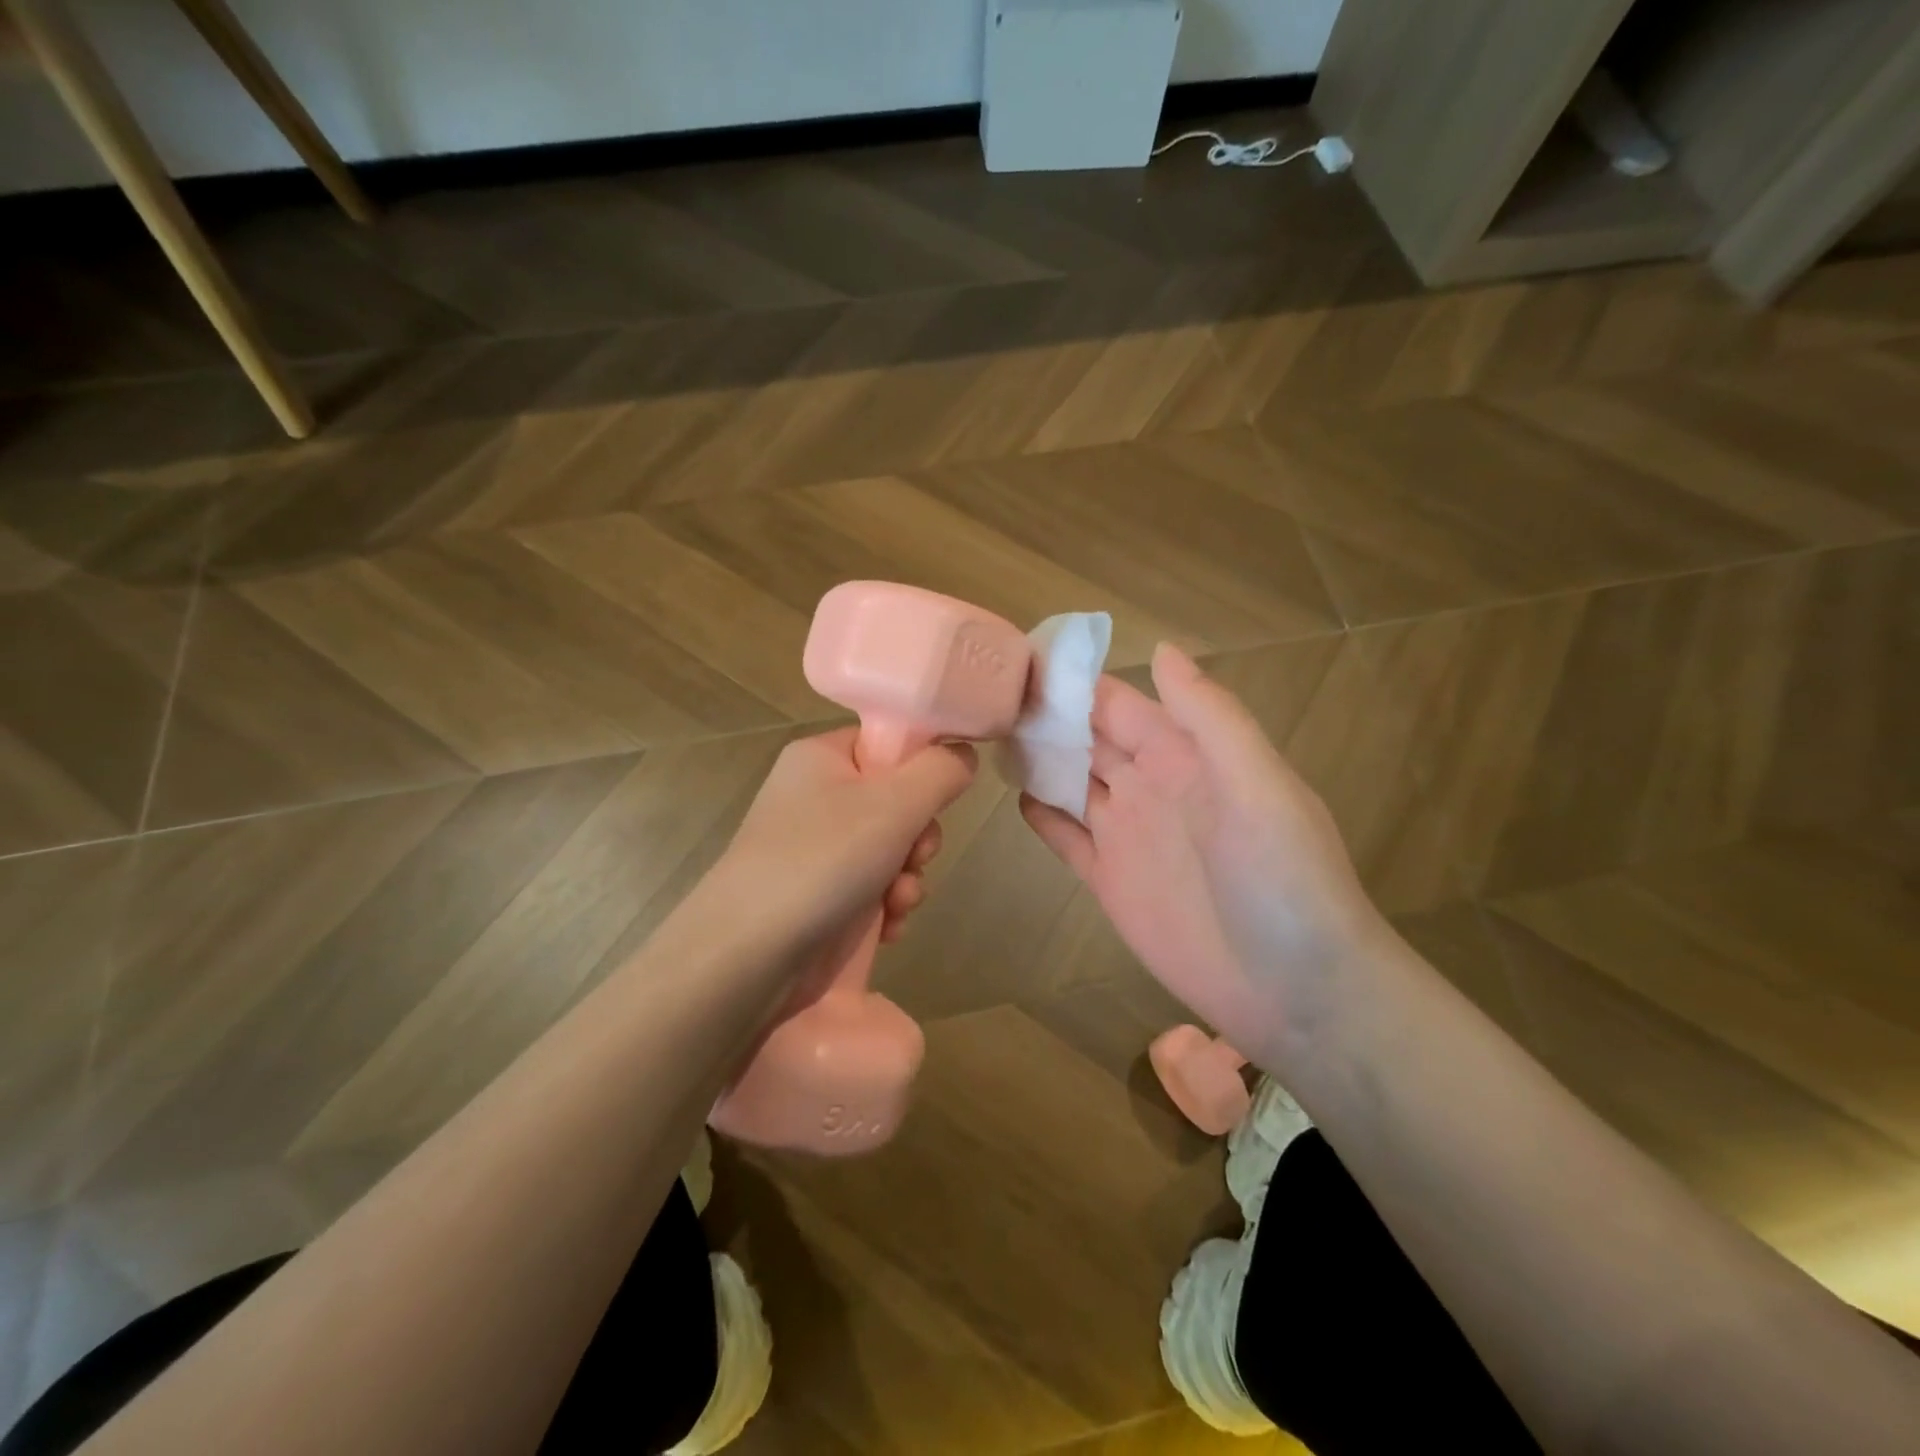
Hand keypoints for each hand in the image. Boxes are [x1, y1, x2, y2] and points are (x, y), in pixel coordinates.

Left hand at [716, 728, 976, 961]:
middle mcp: (816, 797)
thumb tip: (964, 754)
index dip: (921, 769)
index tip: (938, 800)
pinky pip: (872, 886)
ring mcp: (816, 848)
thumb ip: (940, 772)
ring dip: (908, 876)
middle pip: (897, 800)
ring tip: (898, 901)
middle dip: (918, 836)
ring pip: (891, 848)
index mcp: (822, 758)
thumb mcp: (894, 805)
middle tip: (916, 856)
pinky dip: (887, 905)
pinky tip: (888, 927)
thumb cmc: (822, 861)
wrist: (748, 957)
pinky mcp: (819, 894)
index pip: (887, 743)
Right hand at [1021, 644, 1391, 1062]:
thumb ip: (1211, 719)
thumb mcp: (1258, 787)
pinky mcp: (1110, 882)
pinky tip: (1015, 797)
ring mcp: (1127, 836)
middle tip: (978, 695)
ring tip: (984, 736)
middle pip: (1085, 738)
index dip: (1071, 682)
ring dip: (1035, 759)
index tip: (1015, 660)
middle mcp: (1150, 786)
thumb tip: (1160, 648)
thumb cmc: (1285, 881)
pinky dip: (1043, 816)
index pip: (1117, 703)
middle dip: (1041, 716)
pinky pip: (1067, 838)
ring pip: (1069, 782)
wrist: (1298, 991)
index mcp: (1184, 756)